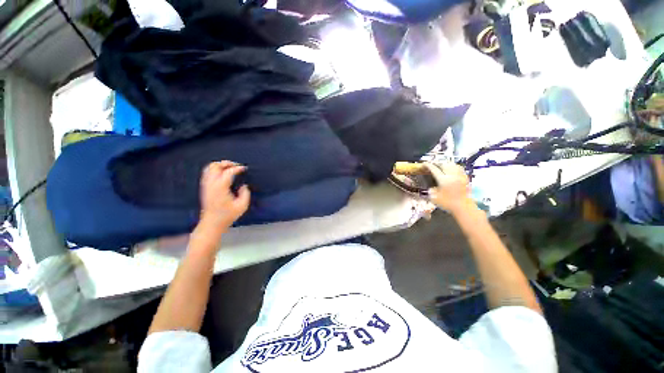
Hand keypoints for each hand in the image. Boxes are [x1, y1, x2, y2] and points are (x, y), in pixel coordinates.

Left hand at [199, 161, 250, 232]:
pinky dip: (214, 169)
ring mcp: (206, 185)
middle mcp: (211, 184)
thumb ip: (245, 194)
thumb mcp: (242, 206)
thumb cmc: (228, 215)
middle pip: (216, 166)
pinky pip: (207, 172)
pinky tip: (222, 173)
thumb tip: (243, 186)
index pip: (228, 172)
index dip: (237, 168)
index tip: (244, 168)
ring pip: (209, 168)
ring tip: (230, 167)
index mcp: (221, 188)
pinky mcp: (204, 187)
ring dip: (220, 165)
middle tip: (236, 165)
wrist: (212, 223)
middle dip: (227, 163)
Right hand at [424, 162, 474, 213]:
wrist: (463, 207)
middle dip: (437, 163)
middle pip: (444, 164)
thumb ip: (431, 190)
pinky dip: (454, 166)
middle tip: (432, 164)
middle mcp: (452, 176)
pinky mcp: (465, 178)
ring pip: (452, 165)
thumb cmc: (447, 203)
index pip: (434, 169)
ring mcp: (459, 176)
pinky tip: (452, 168)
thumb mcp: (434, 198)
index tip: (424, 163)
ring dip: (446, 163)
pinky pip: (459, 168)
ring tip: (442, 164)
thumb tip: (431, 187)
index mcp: (443, 180)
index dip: (428, 165)